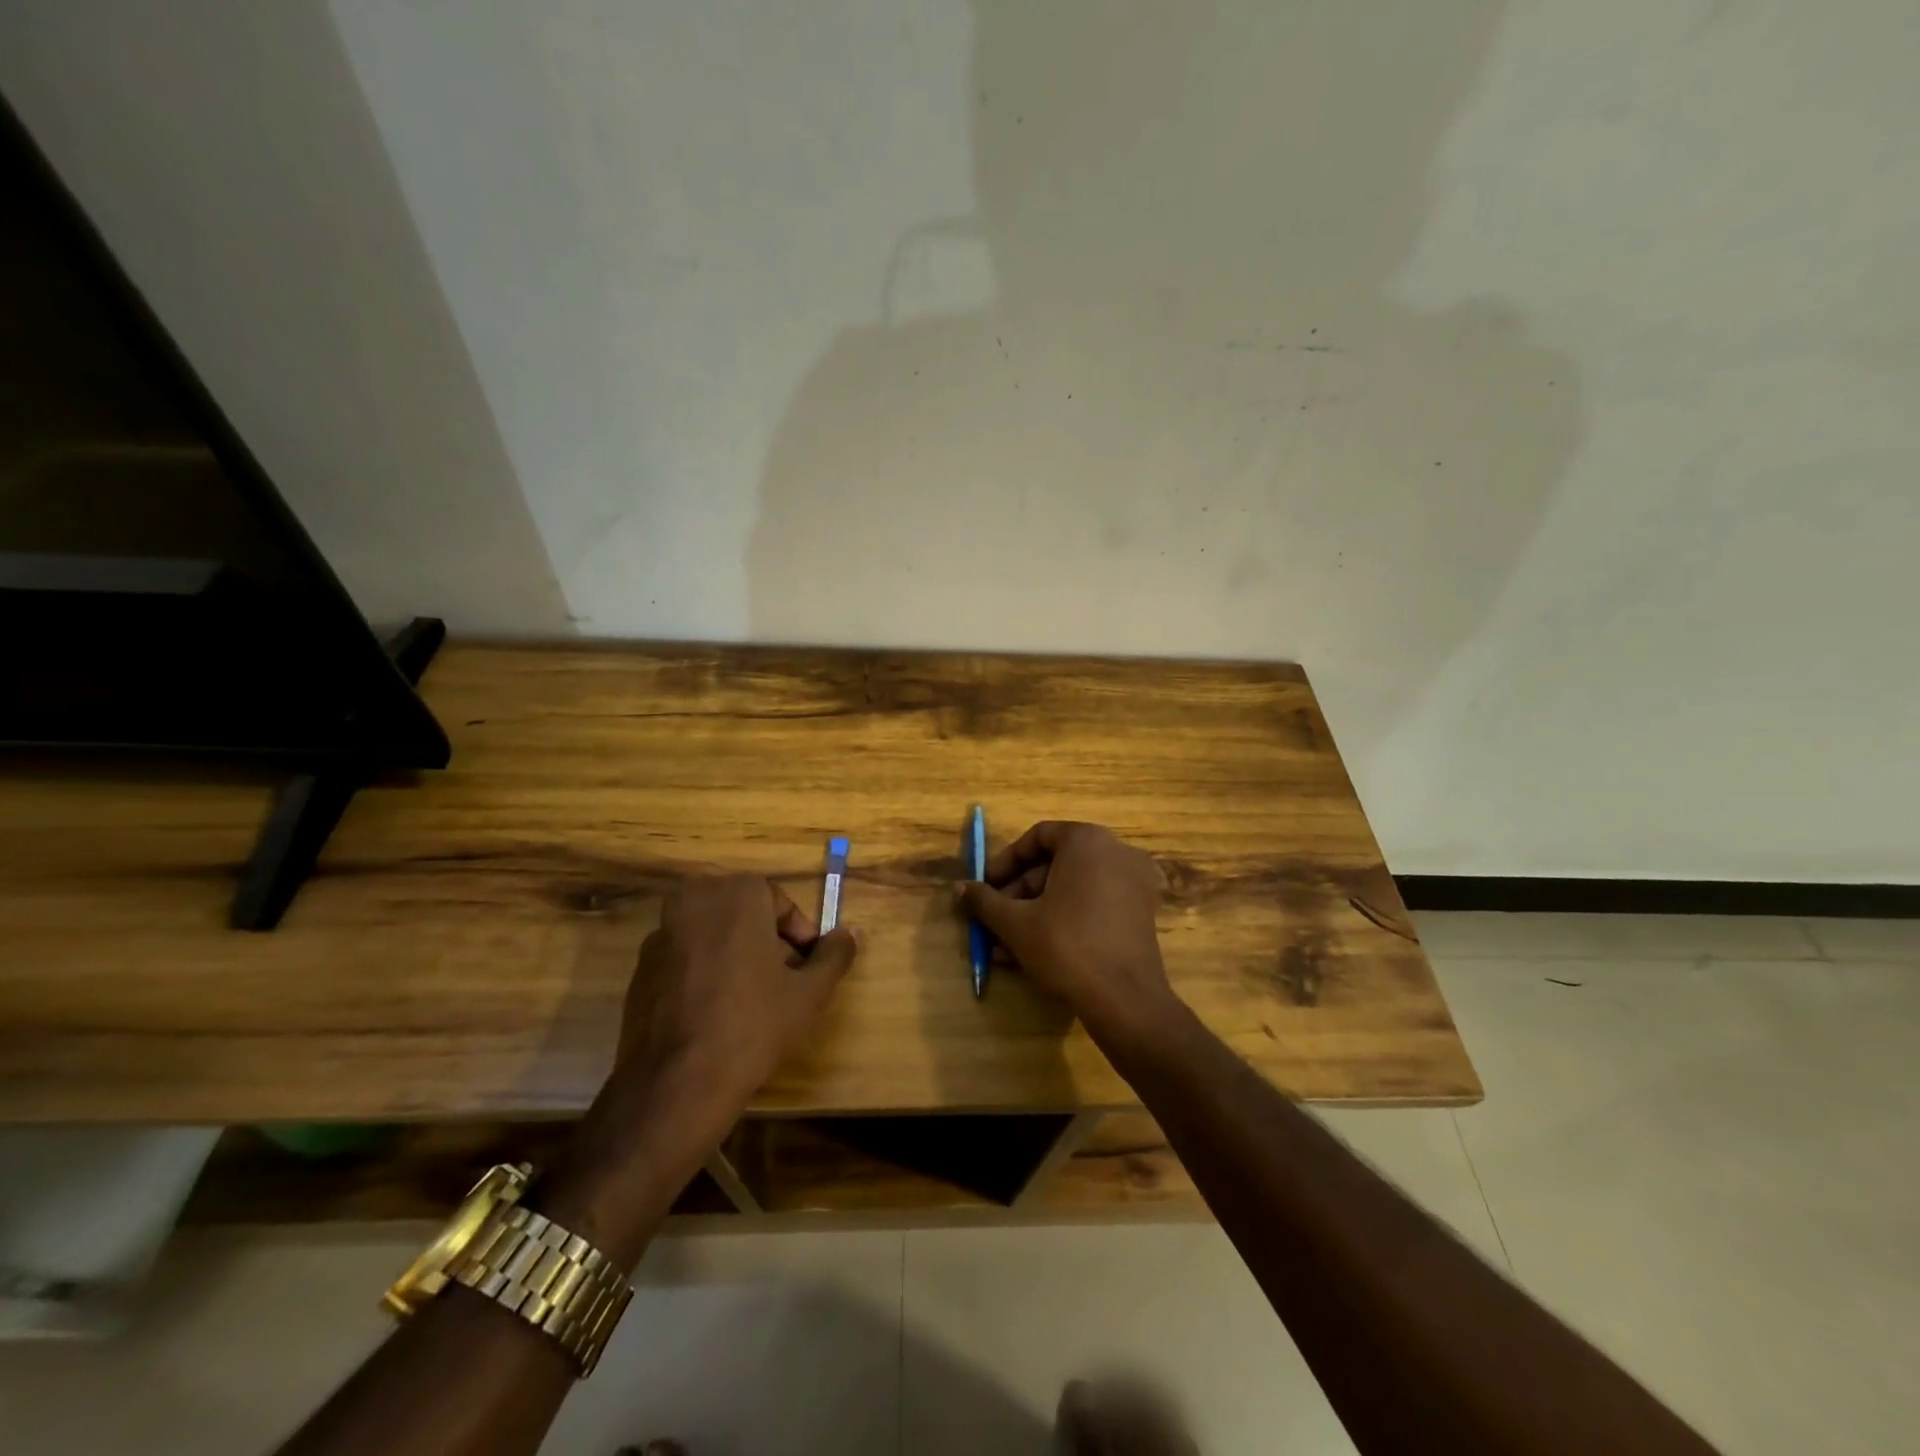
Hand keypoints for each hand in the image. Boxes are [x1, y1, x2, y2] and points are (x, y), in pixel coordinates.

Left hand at [617, 875, 860, 1111]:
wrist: (677, 1084)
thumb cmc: (753, 1026)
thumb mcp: (810, 992)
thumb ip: (835, 955)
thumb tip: (853, 933)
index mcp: (737, 894)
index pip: (779, 902)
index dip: (799, 934)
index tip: (806, 966)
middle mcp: (695, 900)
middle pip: (743, 913)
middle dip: (766, 940)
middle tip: (783, 980)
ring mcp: (661, 934)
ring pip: (713, 933)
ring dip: (735, 954)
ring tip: (751, 999)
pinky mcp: (640, 967)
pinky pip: (685, 957)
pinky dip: (704, 972)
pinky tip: (714, 1012)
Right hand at [957, 822, 1178, 1042]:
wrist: (1125, 1000)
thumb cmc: (1066, 947)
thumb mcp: (1016, 923)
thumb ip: (984, 900)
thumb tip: (958, 888)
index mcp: (1087, 841)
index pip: (1037, 837)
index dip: (1006, 862)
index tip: (986, 887)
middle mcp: (1115, 852)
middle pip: (1055, 864)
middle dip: (1019, 894)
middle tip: (994, 920)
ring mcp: (1133, 883)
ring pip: (1072, 889)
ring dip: (1035, 912)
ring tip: (1004, 945)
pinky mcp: (1140, 913)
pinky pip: (1093, 905)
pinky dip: (1064, 920)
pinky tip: (1033, 952)